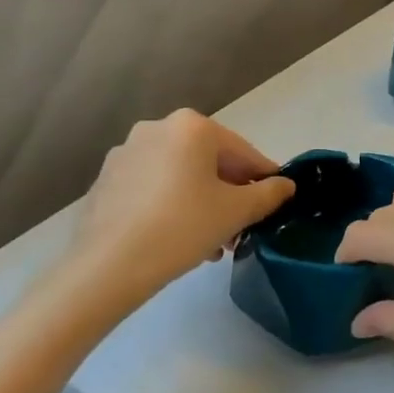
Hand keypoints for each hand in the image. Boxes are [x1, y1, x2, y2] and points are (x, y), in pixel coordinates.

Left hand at [55, 111, 294, 309]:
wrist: (108, 266)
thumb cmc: (182, 226)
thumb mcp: (236, 212)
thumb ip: (268, 194)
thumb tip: (287, 185)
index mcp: (192, 126)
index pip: (242, 151)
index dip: (264, 178)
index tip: (276, 202)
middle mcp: (157, 128)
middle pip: (209, 161)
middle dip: (229, 194)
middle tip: (242, 228)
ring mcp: (126, 153)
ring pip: (179, 175)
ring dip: (201, 202)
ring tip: (213, 243)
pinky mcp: (106, 181)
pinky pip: (152, 187)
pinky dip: (171, 205)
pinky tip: (179, 239)